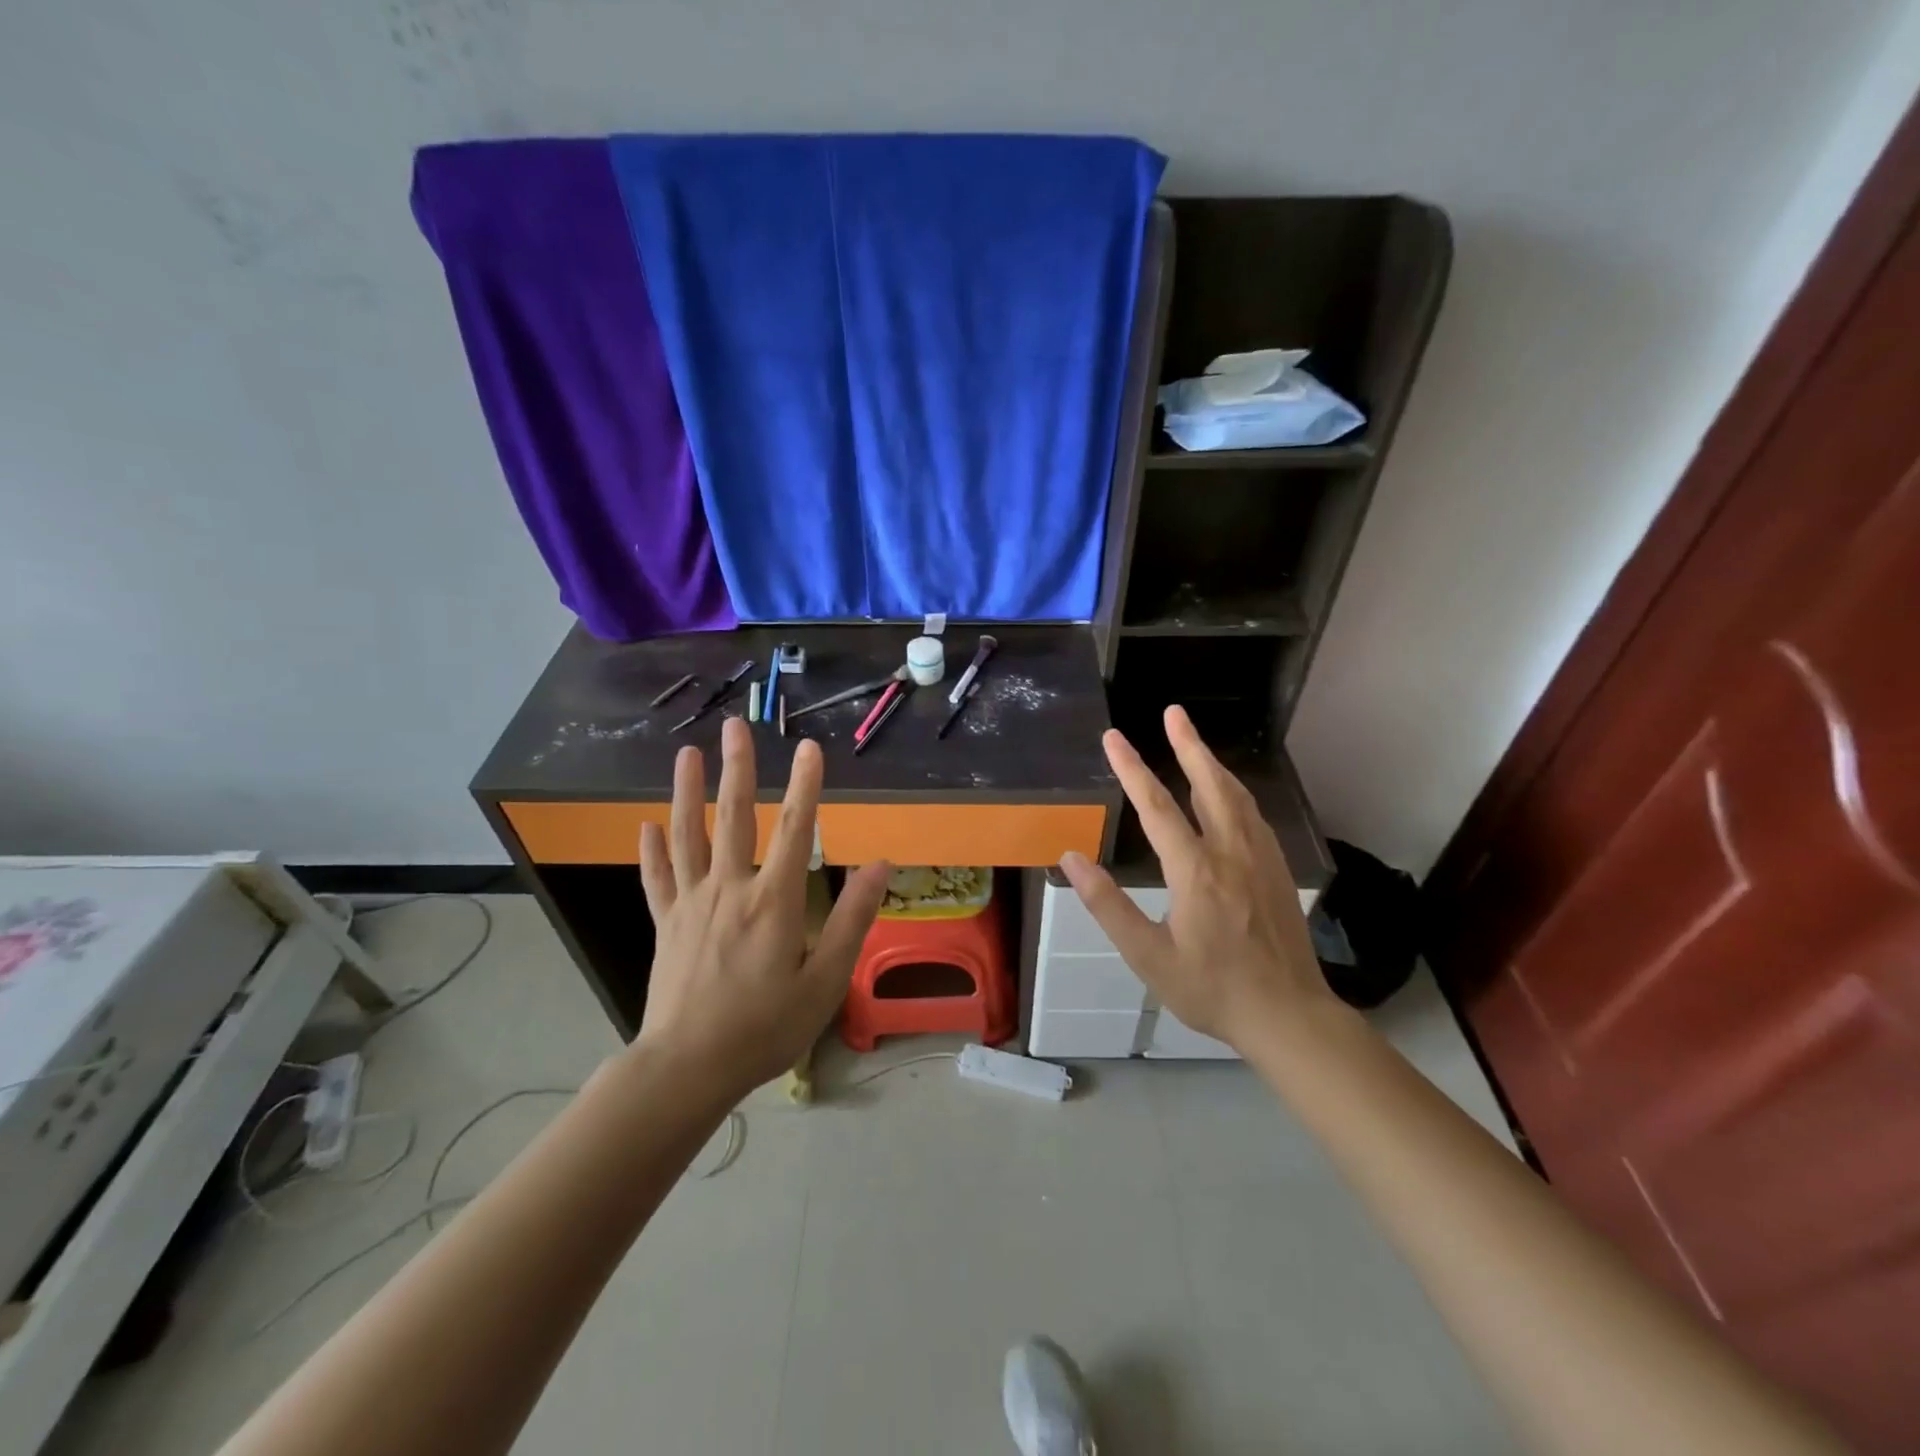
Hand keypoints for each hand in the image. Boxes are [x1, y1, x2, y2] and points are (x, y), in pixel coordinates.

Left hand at [635, 717, 888, 1096]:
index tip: (809, 747)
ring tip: (686, 754)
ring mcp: (691, 904)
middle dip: (737, 769)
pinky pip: (657, 879)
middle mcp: (729, 889)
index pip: (794, 829)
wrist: (688, 1068)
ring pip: (688, 837)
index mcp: (772, 901)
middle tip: (734, 727)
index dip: (805, 785)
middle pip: (734, 818)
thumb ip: (852, 919)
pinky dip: (652, 851)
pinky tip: (648, 825)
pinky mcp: (666, 925)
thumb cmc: (765, 1028)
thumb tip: (879, 865)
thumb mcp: (824, 981)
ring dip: (688, 792)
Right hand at [1059, 706, 1329, 1048]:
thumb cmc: (1211, 989)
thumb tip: (1072, 859)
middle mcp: (1232, 854)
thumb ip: (1108, 905)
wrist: (1288, 1016)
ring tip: (1194, 742)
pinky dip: (1236, 792)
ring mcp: (1262, 860)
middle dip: (1189, 745)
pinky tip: (1230, 794)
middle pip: (1210, 785)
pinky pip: (1255, 816)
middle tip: (1174, 713)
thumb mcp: (1147, 956)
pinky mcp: (1280, 871)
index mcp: (1196, 872)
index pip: (1158, 808)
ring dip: (1213, 764)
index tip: (1114, 737)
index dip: (1132, 769)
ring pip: (1237, 797)